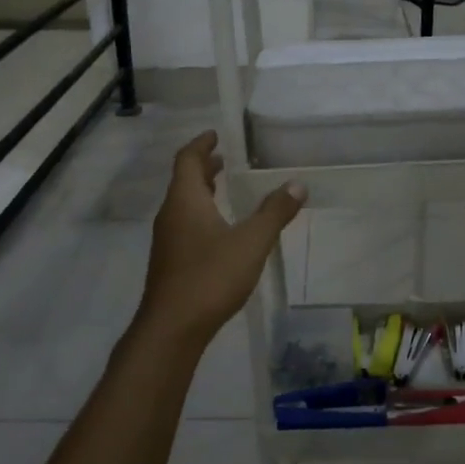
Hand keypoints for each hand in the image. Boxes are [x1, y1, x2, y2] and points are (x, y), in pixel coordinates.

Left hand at [132, 131, 305, 352]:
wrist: (172, 328)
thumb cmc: (210, 276)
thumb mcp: (252, 242)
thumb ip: (275, 212)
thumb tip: (297, 184)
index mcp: (185, 200)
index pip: (187, 159)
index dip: (201, 144)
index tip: (216, 135)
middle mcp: (170, 214)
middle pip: (183, 180)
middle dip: (204, 167)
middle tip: (226, 160)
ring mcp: (167, 240)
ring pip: (183, 204)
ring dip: (202, 191)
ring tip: (225, 189)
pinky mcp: (170, 262)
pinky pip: (185, 224)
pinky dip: (201, 214)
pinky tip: (220, 230)